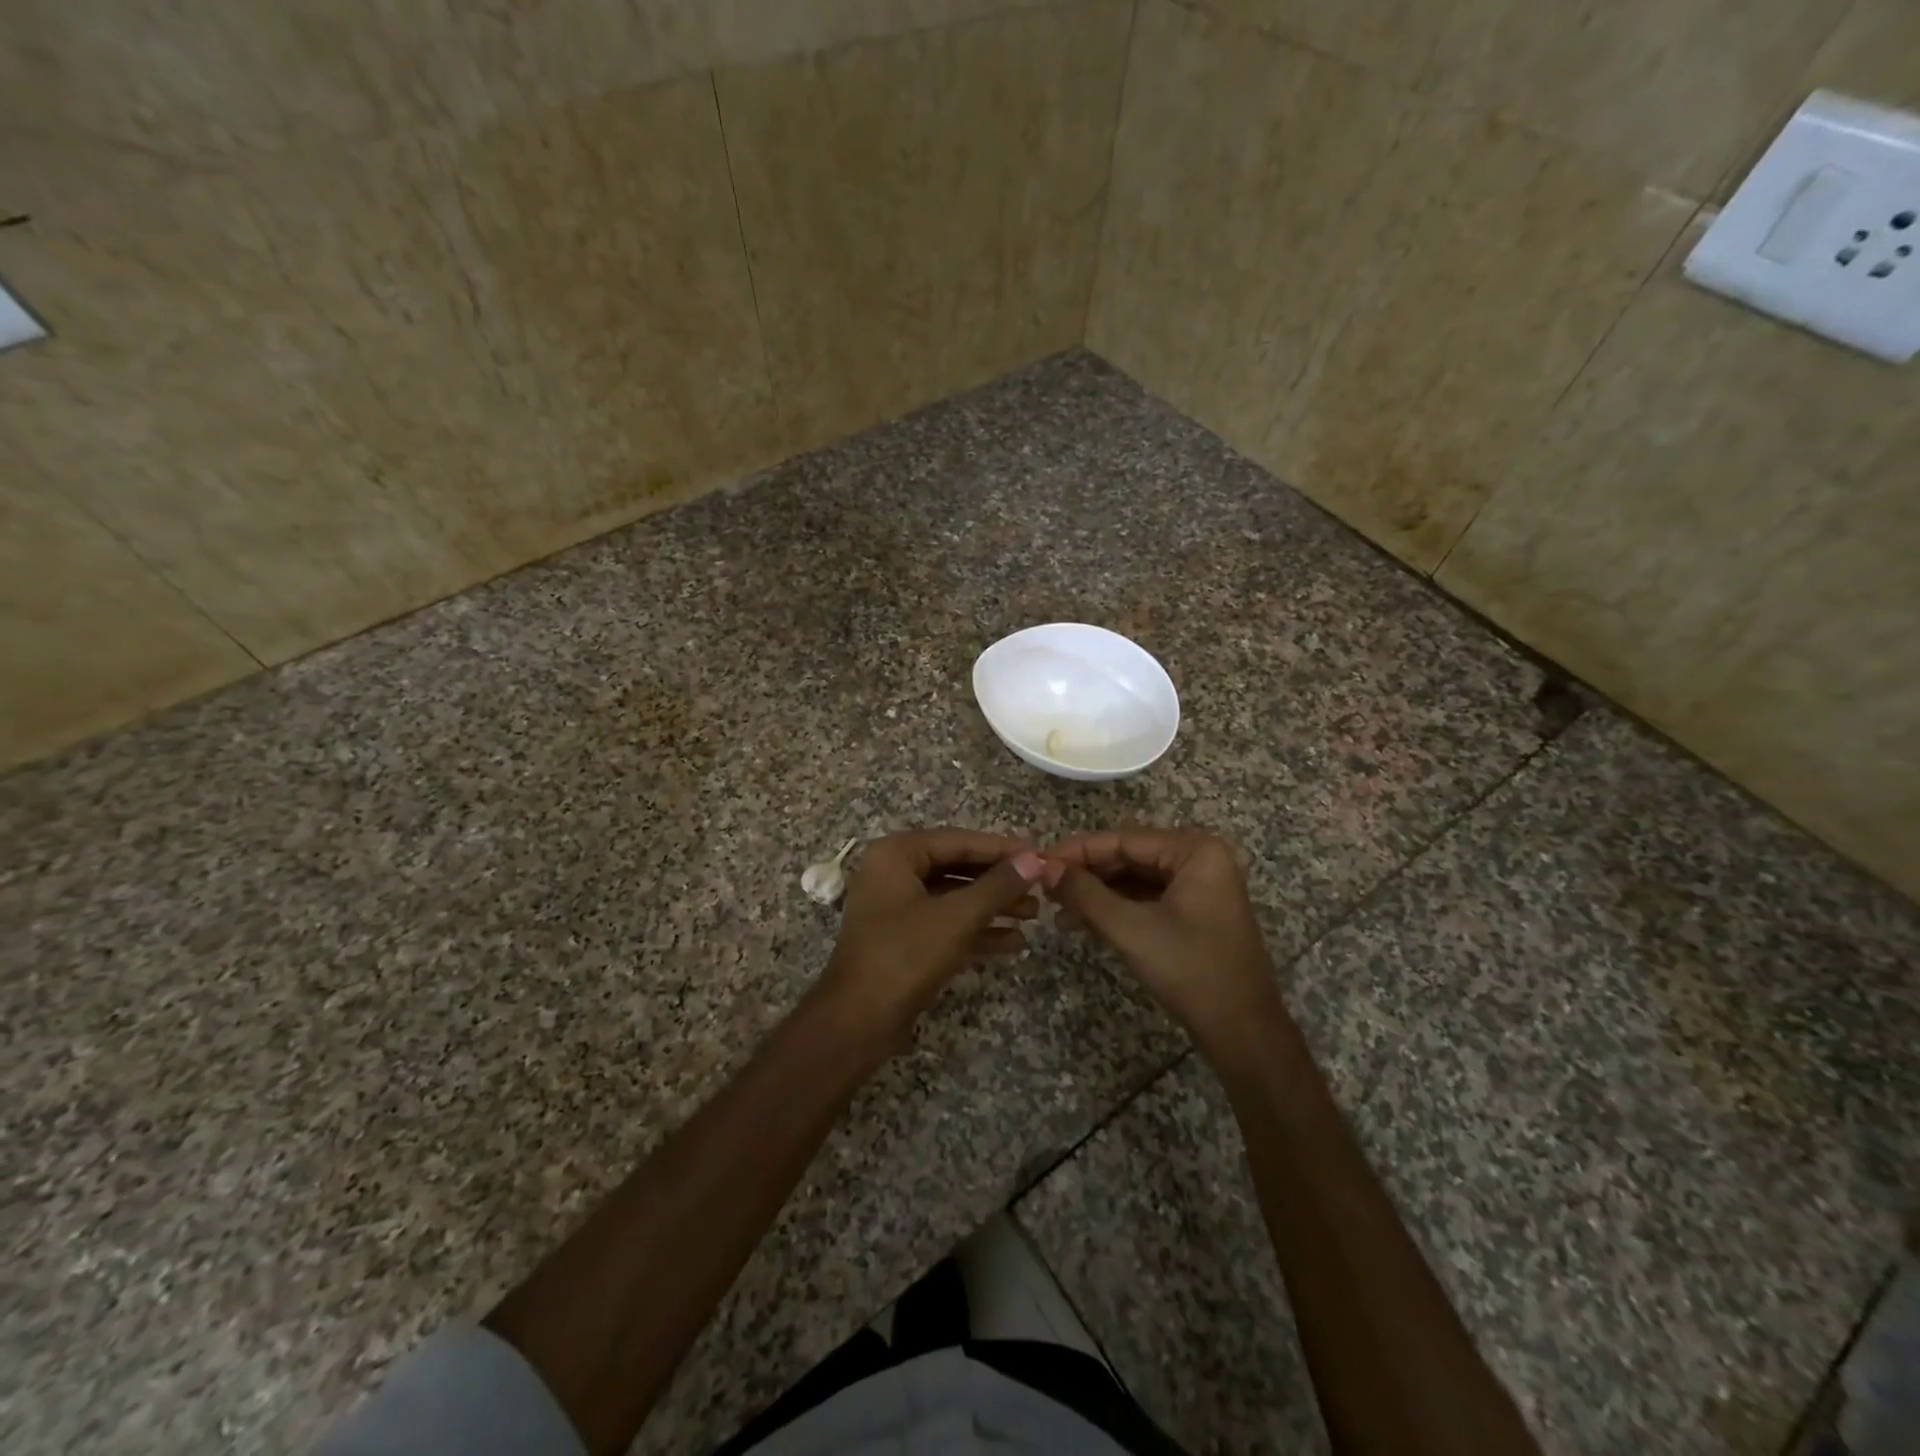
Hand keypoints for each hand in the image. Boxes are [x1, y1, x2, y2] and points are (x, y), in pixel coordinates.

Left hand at [817, 829, 1045, 1049]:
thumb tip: (1035, 859)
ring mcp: (896, 908)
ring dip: (992, 906)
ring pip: (953, 898)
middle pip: (956, 867)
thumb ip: (998, 886)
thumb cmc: (905, 956)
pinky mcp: (903, 940)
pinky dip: (976, 930)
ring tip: (1034, 915)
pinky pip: (946, 924)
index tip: (1039, 854)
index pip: (958, 840)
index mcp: (895, 854)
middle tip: (1040, 887)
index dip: (1001, 849)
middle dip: (999, 881)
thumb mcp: (957, 917)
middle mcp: (893, 874)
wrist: (857, 1022)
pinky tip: (1014, 942)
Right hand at [1043, 828, 1283, 1047]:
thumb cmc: (1190, 971)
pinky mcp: (1196, 912)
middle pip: (1130, 856)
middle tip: (1044, 888)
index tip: (1039, 862)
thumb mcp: (1130, 929)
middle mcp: (1201, 859)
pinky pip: (1148, 899)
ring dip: (1097, 894)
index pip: (1124, 839)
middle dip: (1086, 874)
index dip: (1078, 850)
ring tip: (1057, 909)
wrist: (1243, 1033)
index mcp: (1195, 851)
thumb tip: (1044, 867)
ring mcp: (1201, 886)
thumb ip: (1084, 893)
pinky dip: (1117, 909)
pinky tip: (1083, 923)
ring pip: (1136, 879)